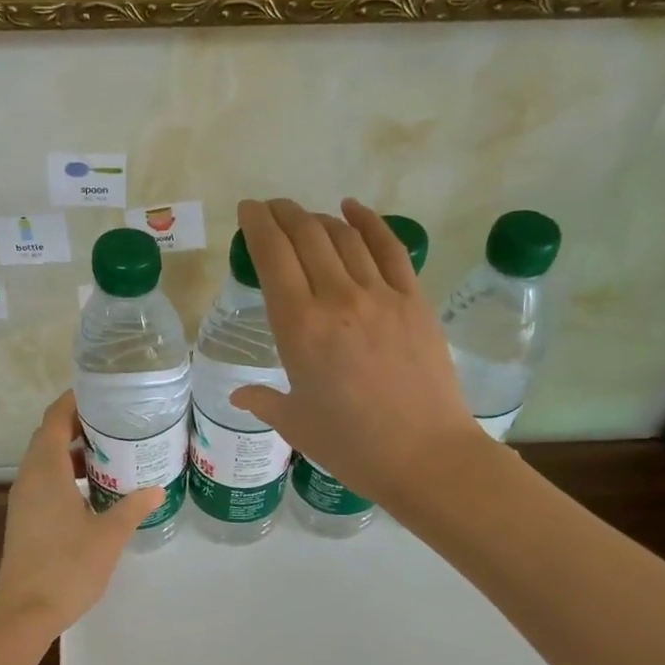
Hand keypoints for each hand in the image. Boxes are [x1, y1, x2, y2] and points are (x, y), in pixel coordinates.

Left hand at [0, 391, 163, 635]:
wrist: (25, 612)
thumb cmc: (68, 566)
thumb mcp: (109, 534)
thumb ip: (133, 507)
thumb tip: (157, 487)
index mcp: (46, 471)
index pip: (55, 419)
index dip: (74, 400)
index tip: (101, 391)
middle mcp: (29, 478)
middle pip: (49, 436)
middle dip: (79, 424)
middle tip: (116, 421)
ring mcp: (24, 499)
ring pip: (46, 461)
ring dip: (74, 451)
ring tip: (112, 452)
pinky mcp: (26, 518)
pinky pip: (45, 482)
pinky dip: (67, 474)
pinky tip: (95, 490)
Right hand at [231, 198, 484, 507]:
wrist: (424, 455)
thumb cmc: (351, 446)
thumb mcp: (296, 424)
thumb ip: (263, 401)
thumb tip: (240, 395)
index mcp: (299, 327)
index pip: (272, 257)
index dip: (257, 225)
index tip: (248, 210)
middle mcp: (337, 298)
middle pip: (307, 236)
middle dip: (283, 214)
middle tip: (271, 209)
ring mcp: (380, 295)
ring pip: (344, 237)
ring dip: (319, 218)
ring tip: (305, 216)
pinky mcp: (414, 300)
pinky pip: (389, 248)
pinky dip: (369, 222)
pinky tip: (353, 209)